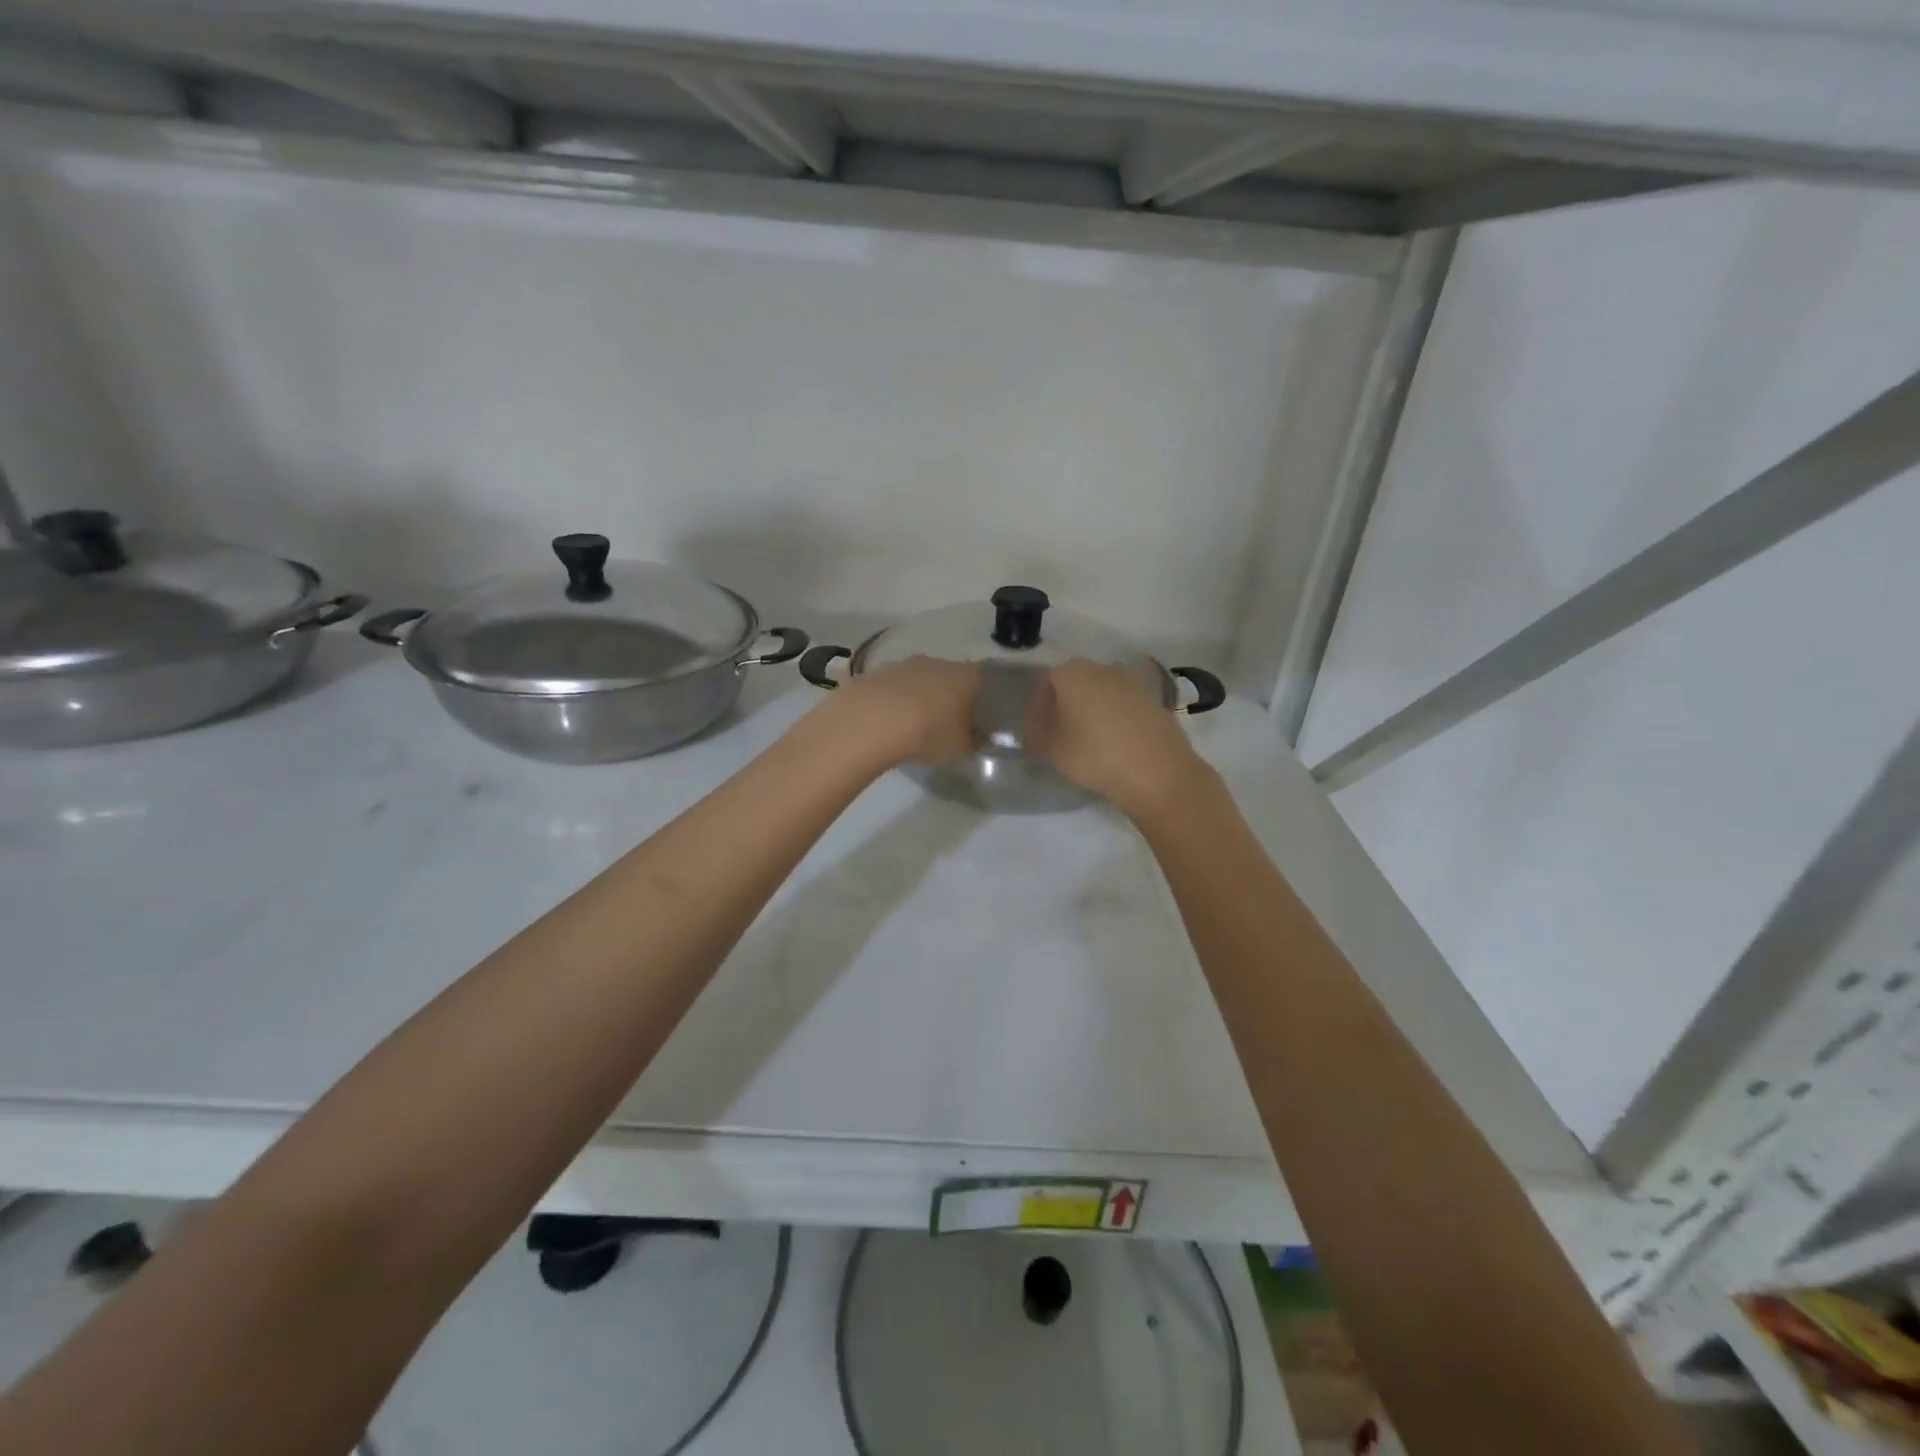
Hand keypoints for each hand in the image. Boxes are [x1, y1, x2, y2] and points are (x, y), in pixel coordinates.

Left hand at [826, 656, 979, 766]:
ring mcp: (904, 664)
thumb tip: (979, 736)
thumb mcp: (961, 748)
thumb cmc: (929, 733)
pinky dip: (893, 701)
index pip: (982, 681)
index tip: (976, 717)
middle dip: (948, 697)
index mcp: (966, 676)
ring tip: (913, 724)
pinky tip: (887, 721)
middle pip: (949, 677)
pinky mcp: (876, 672)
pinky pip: (892, 688)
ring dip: (918, 697)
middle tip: (945, 722)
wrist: (872, 721)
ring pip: (918, 680)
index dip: (980, 699)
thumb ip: (974, 741)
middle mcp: (938, 662)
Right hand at [1027, 658, 1210, 818]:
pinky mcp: (1154, 702)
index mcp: (1072, 673)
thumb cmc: (1094, 755)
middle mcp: (1102, 669)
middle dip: (1065, 708)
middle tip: (1059, 737)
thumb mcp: (1051, 750)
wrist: (1158, 771)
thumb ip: (1035, 735)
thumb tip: (1035, 729)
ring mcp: (1132, 684)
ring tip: (1088, 744)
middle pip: (1075, 686)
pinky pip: (1124, 709)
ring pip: (1101, 696)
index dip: (1037, 709)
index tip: (1036, 733)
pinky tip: (1115, 747)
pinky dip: (1115, 722)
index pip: (1045, 685)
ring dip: (1092, 714)